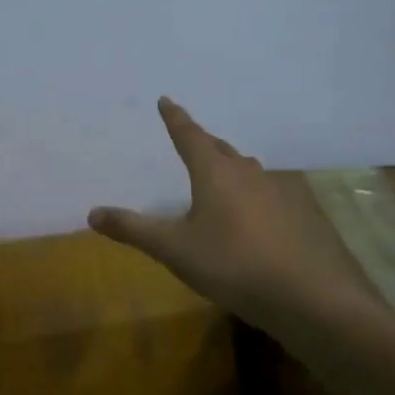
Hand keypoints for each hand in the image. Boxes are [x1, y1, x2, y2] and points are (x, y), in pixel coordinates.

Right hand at [89, 97, 344, 330]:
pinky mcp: (293, 214)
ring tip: (217, 170)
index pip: (189, 136)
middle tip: (188, 137)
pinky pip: (263, 190)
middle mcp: (246, 174)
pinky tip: (248, 209)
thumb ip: (133, 230)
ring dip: (227, 163)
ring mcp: (275, 192)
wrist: (302, 294)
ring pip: (245, 168)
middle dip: (201, 141)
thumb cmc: (230, 263)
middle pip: (219, 148)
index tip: (166, 100)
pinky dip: (248, 189)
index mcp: (214, 173)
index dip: (175, 119)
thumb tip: (92, 213)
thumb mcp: (173, 249)